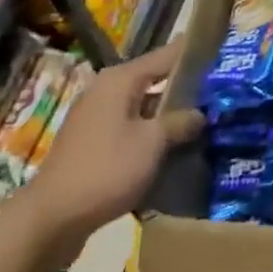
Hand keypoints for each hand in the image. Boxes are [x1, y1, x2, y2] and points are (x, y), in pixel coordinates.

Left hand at [17, 42, 204, 264]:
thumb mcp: (152, 144)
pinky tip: (174, 148)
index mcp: (121, 80)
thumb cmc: (105, 170)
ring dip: (169, 115)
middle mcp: (107, 90)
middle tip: (221, 92)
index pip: (167, 55)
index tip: (223, 51)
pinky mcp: (93, 143)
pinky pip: (131, 128)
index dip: (195, 52)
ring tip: (204, 121)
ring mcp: (97, 117)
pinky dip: (151, 133)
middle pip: (155, 79)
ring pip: (144, 107)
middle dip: (186, 87)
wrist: (50, 220)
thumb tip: (201, 113)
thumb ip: (180, 122)